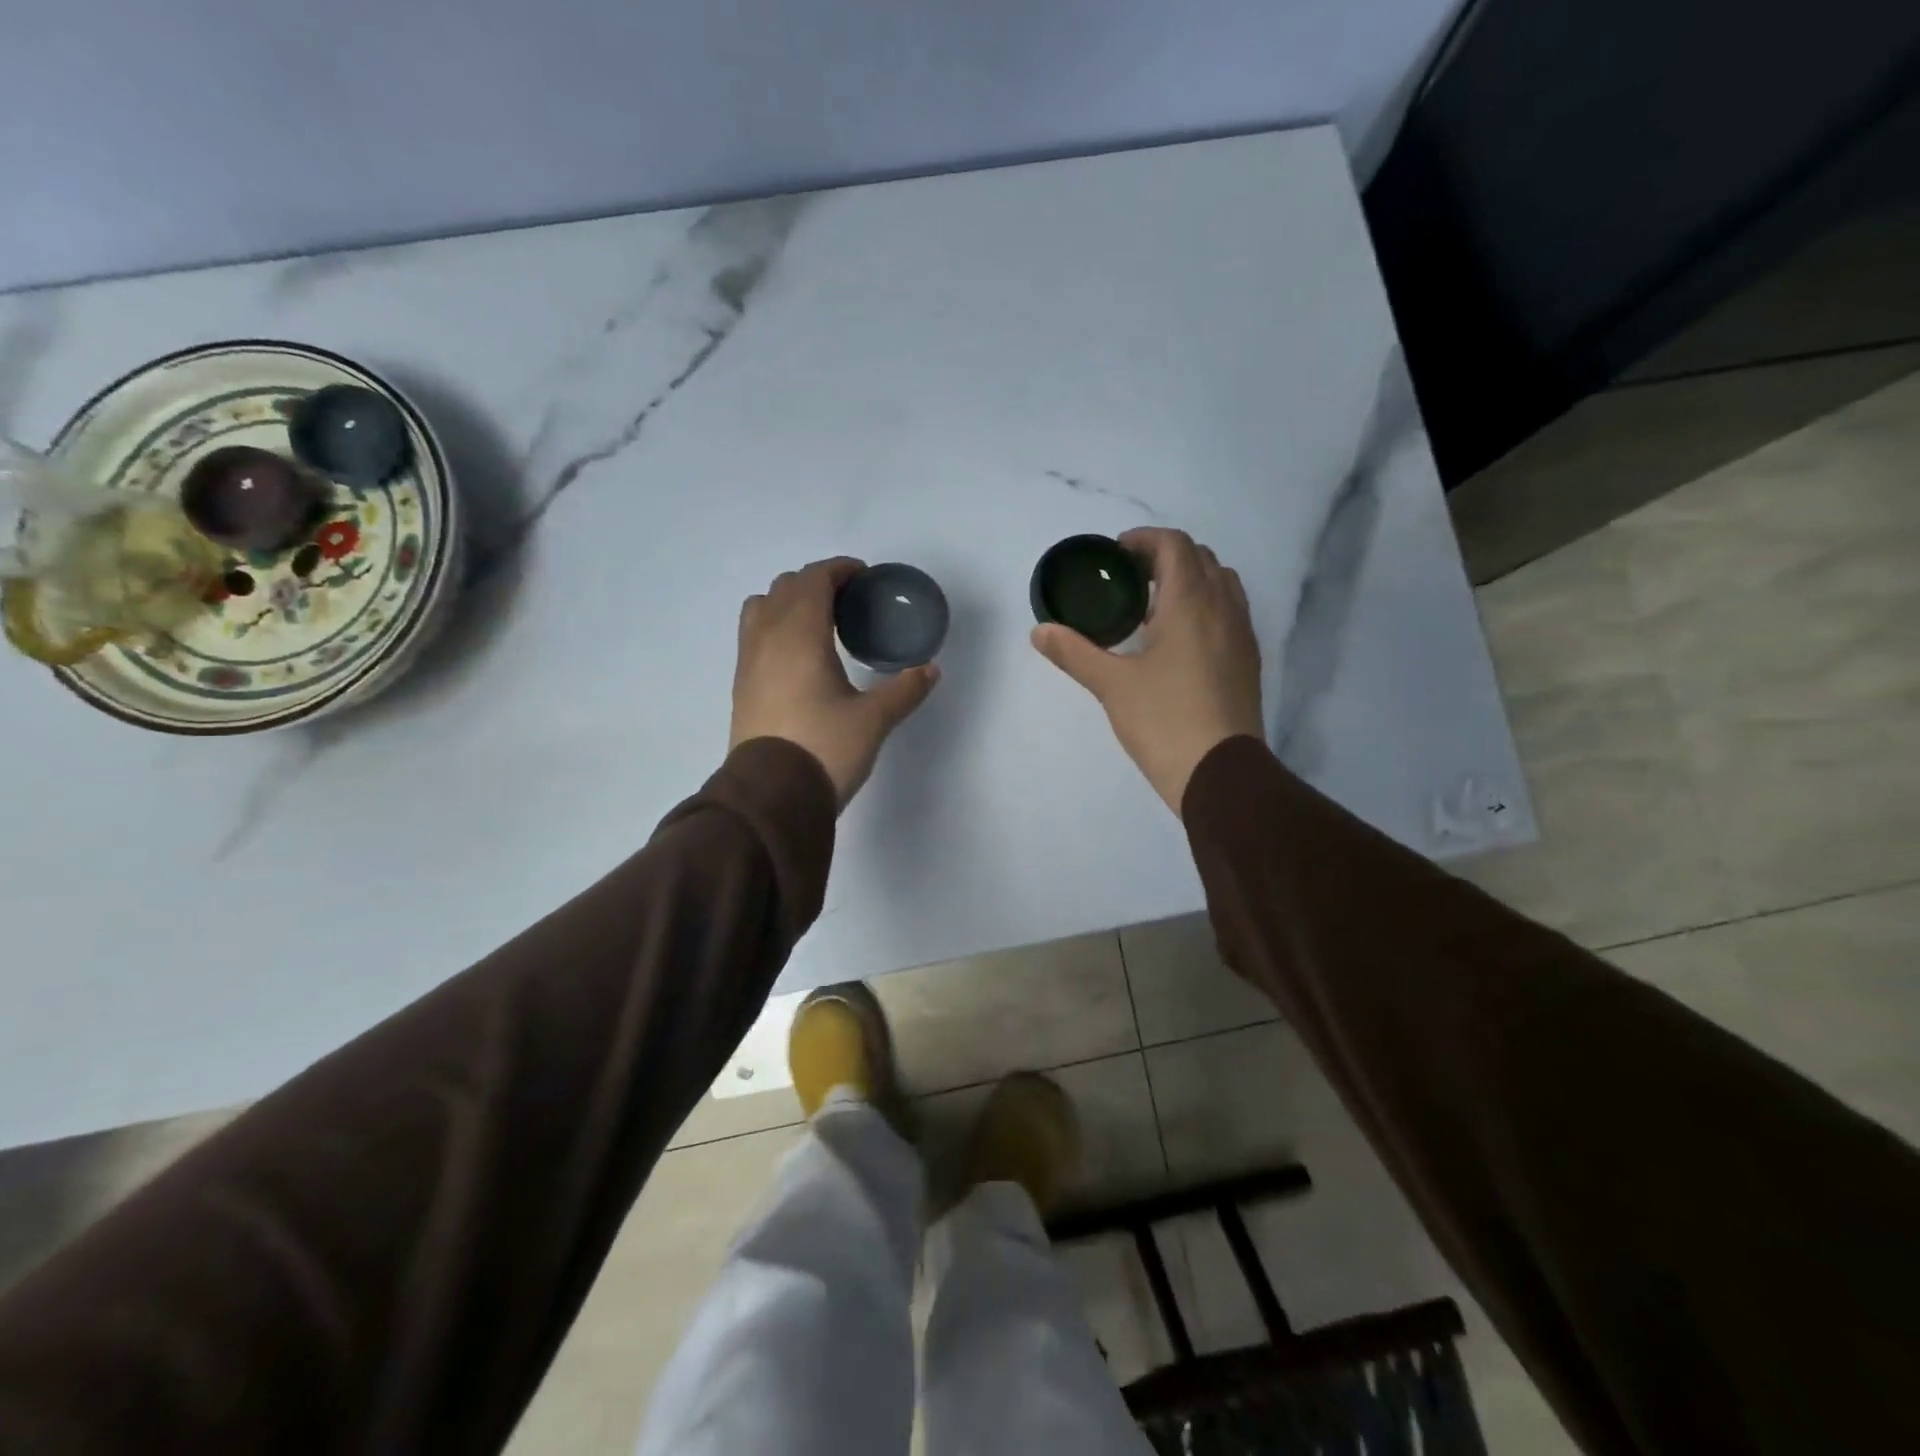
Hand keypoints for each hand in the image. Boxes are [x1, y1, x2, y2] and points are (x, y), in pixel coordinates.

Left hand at [732, 557, 939, 805]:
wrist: (771, 797)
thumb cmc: (824, 749)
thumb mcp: (873, 721)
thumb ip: (904, 690)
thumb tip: (930, 670)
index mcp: (799, 635)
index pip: (814, 580)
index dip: (839, 570)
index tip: (863, 577)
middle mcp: (767, 638)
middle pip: (786, 587)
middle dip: (816, 583)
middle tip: (848, 602)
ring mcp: (748, 662)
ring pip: (762, 608)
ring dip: (789, 602)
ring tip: (818, 624)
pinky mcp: (741, 686)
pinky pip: (754, 635)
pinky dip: (775, 627)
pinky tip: (799, 657)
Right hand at [1031, 528, 1262, 814]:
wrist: (1220, 773)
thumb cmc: (1164, 721)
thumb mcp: (1112, 685)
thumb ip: (1075, 652)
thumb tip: (1039, 631)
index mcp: (1190, 602)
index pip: (1174, 545)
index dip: (1143, 540)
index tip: (1115, 556)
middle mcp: (1224, 608)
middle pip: (1200, 558)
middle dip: (1165, 557)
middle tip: (1129, 580)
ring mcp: (1242, 635)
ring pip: (1221, 584)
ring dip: (1189, 580)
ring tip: (1154, 607)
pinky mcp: (1248, 661)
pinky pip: (1230, 612)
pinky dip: (1205, 606)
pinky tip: (1178, 640)